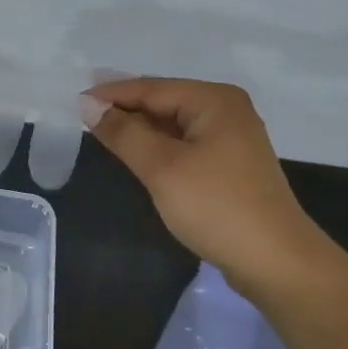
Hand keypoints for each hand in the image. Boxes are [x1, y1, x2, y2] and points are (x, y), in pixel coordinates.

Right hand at [90, 78, 335, 287]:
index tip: (73, 102)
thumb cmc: (215, 206)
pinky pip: (184, 144)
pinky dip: (158, 147)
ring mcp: (231, 138)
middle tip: (82, 117)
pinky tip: (137, 156)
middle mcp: (225, 110)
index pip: (151, 88)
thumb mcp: (162, 167)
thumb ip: (123, 133)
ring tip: (101, 134)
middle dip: (124, 109)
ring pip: (173, 124)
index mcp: (214, 100)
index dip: (111, 95)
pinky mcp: (229, 165)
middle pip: (163, 101)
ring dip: (140, 129)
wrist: (274, 260)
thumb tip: (89, 105)